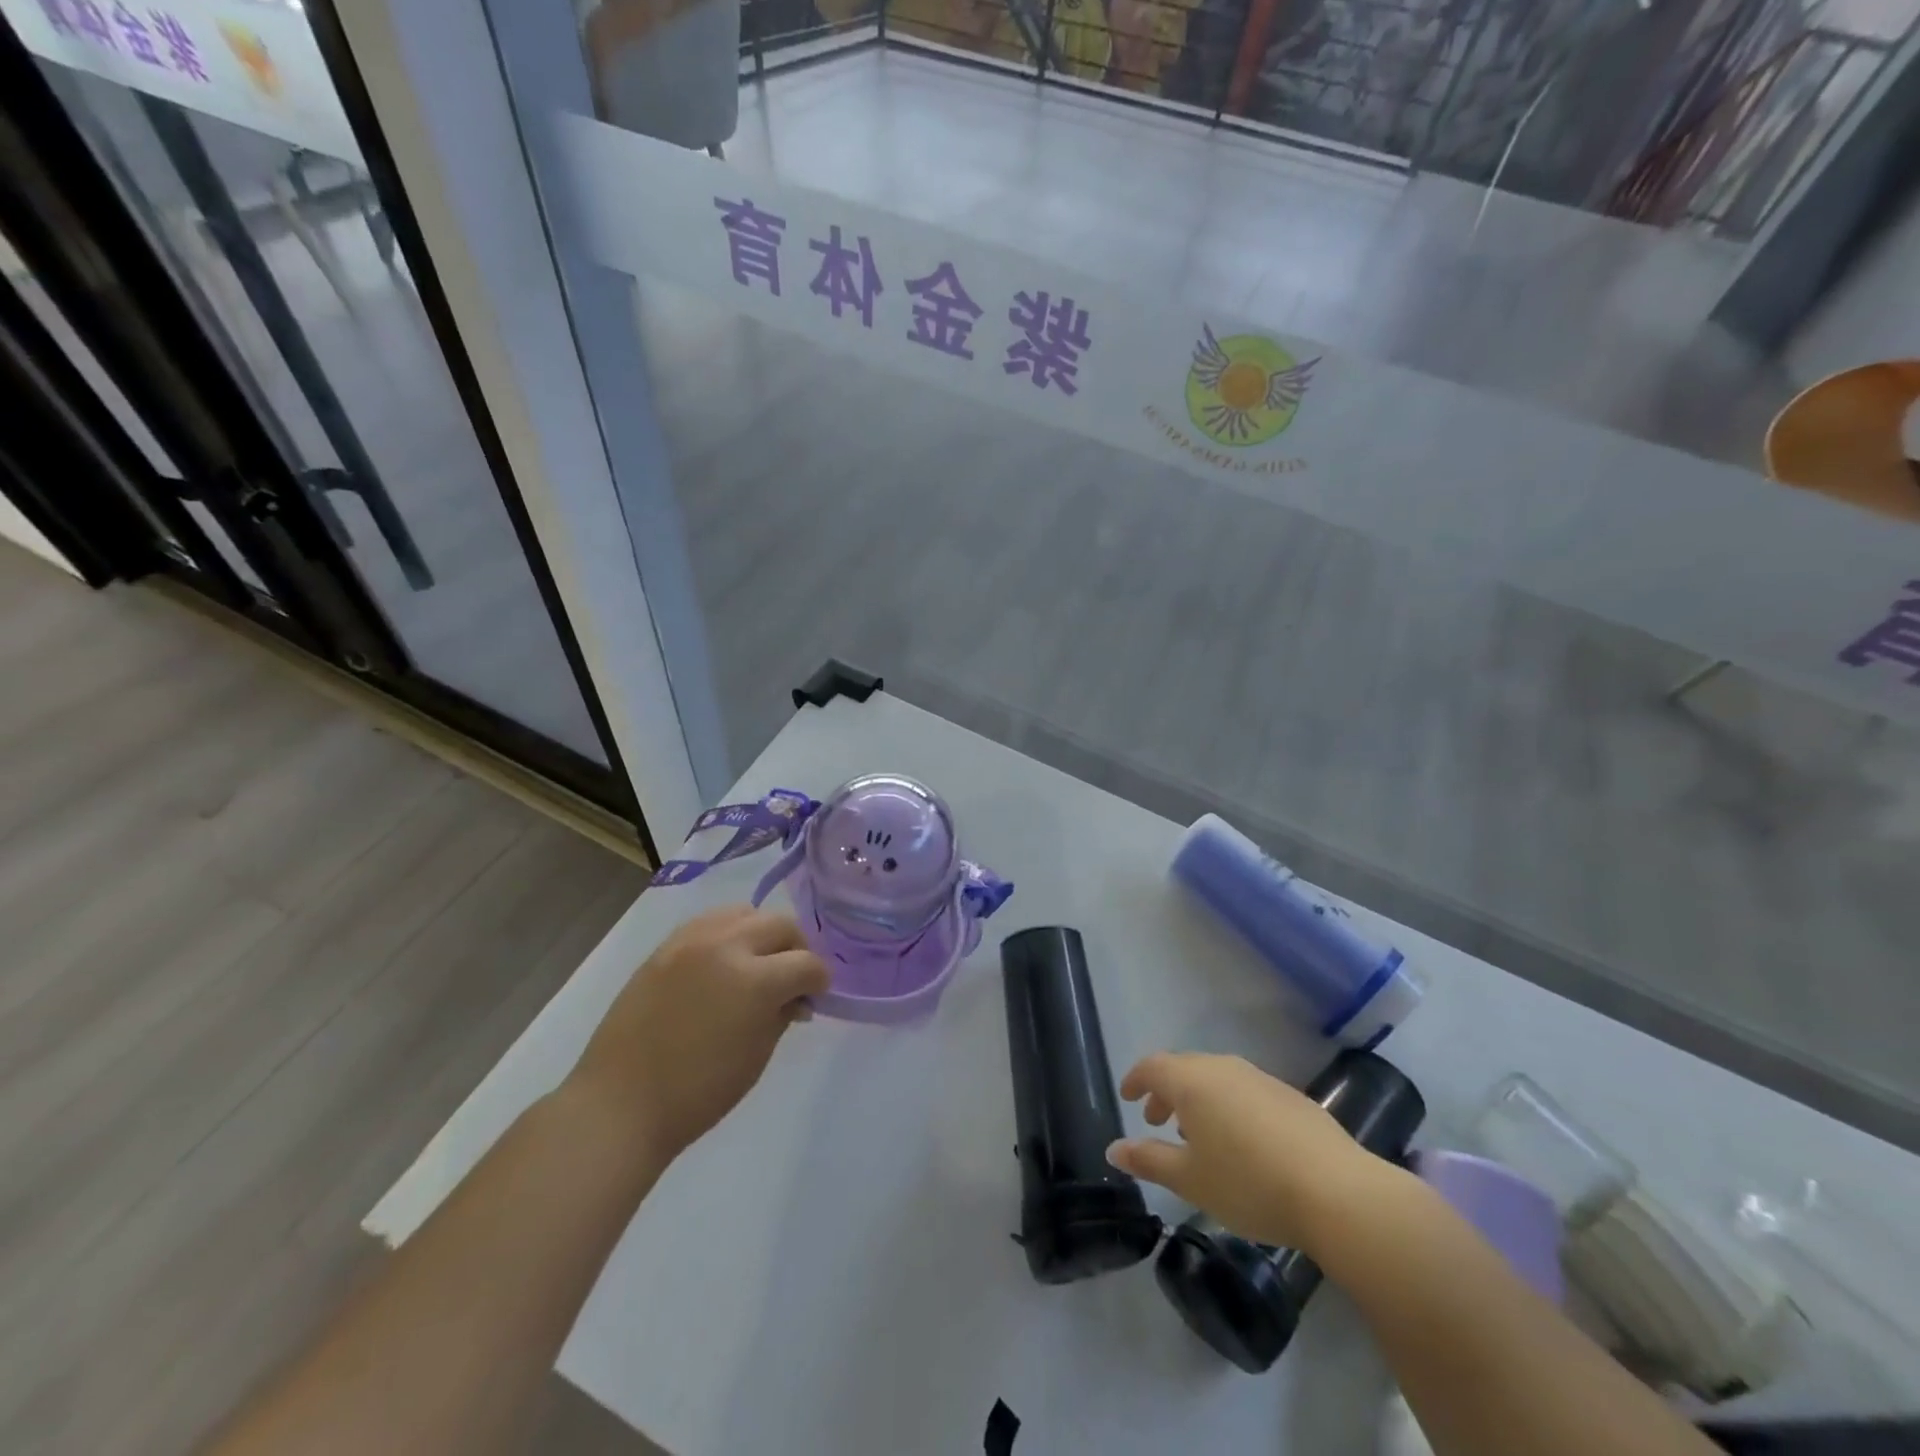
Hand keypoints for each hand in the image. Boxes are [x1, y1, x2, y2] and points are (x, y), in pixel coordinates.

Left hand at [567, 906, 830, 1163]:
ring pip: (745, 913)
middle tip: (792, 978)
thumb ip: (783, 1015)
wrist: (621, 1104)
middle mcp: (725, 946)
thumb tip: (797, 997)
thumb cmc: (697, 1093)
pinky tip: (724, 961)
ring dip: (761, 934)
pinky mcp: (665, 946)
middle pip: (780, 924)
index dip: (820, 980)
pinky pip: (710, 922)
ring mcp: (691, 941)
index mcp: (754, 980)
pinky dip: (728, 934)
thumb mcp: (756, 1056)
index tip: (817, 995)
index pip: (807, 963)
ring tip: (757, 963)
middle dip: (796, 948)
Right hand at [1107, 1052, 1406, 1253]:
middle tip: (1158, 1122)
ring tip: (1198, 1136)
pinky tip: (1242, 1143)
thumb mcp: (1190, 1180)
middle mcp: (1224, 1068)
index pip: (1152, 1066)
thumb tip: (1113, 1149)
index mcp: (1193, 1081)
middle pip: (1184, 1069)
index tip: (1127, 1097)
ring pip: (1217, 1079)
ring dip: (1199, 1100)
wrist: (1337, 1192)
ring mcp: (1261, 1079)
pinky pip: (1245, 1091)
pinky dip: (1229, 1107)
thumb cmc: (1249, 1183)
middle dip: (1166, 1092)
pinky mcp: (1291, 1097)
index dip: (1136, 1079)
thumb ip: (1148, 1160)